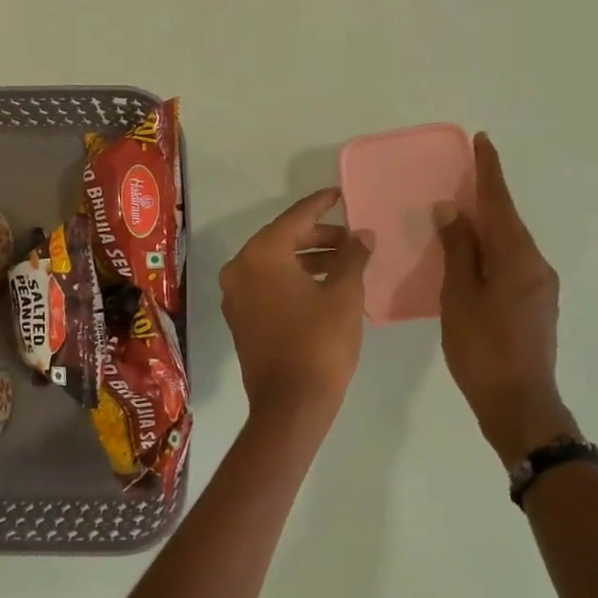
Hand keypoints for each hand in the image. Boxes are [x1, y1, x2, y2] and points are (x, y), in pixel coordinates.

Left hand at [221, 188, 370, 420]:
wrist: (290, 404)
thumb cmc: (320, 342)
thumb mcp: (344, 293)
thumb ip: (353, 256)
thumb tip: (362, 234)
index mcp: (261, 254)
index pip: (295, 217)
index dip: (321, 204)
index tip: (339, 194)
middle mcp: (240, 268)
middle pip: (282, 239)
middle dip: (318, 236)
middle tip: (352, 238)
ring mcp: (235, 295)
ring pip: (275, 264)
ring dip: (308, 259)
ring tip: (345, 262)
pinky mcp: (240, 318)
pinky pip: (267, 285)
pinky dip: (293, 279)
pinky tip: (323, 285)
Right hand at [436, 134, 580, 466]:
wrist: (520, 404)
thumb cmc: (483, 349)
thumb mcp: (460, 297)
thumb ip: (458, 251)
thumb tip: (453, 211)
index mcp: (518, 258)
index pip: (500, 204)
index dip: (489, 172)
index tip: (482, 141)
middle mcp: (536, 265)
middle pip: (508, 222)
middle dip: (487, 198)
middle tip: (462, 177)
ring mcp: (540, 287)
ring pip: (510, 245)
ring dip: (487, 227)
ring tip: (460, 217)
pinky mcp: (536, 306)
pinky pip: (511, 265)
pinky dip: (491, 252)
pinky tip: (472, 259)